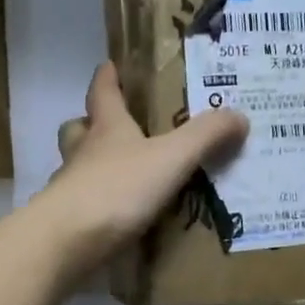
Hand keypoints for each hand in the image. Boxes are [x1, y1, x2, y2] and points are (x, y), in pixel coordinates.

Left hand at [37, 62, 246, 276]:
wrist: (67, 240)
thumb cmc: (117, 188)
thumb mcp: (171, 158)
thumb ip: (204, 136)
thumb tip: (239, 115)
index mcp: (106, 129)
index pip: (102, 92)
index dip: (107, 78)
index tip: (109, 65)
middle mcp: (82, 153)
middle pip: (78, 130)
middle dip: (90, 124)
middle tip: (109, 128)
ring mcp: (68, 188)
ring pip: (75, 168)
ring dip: (91, 166)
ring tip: (119, 177)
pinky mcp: (65, 222)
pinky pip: (81, 206)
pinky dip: (95, 207)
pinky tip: (114, 218)